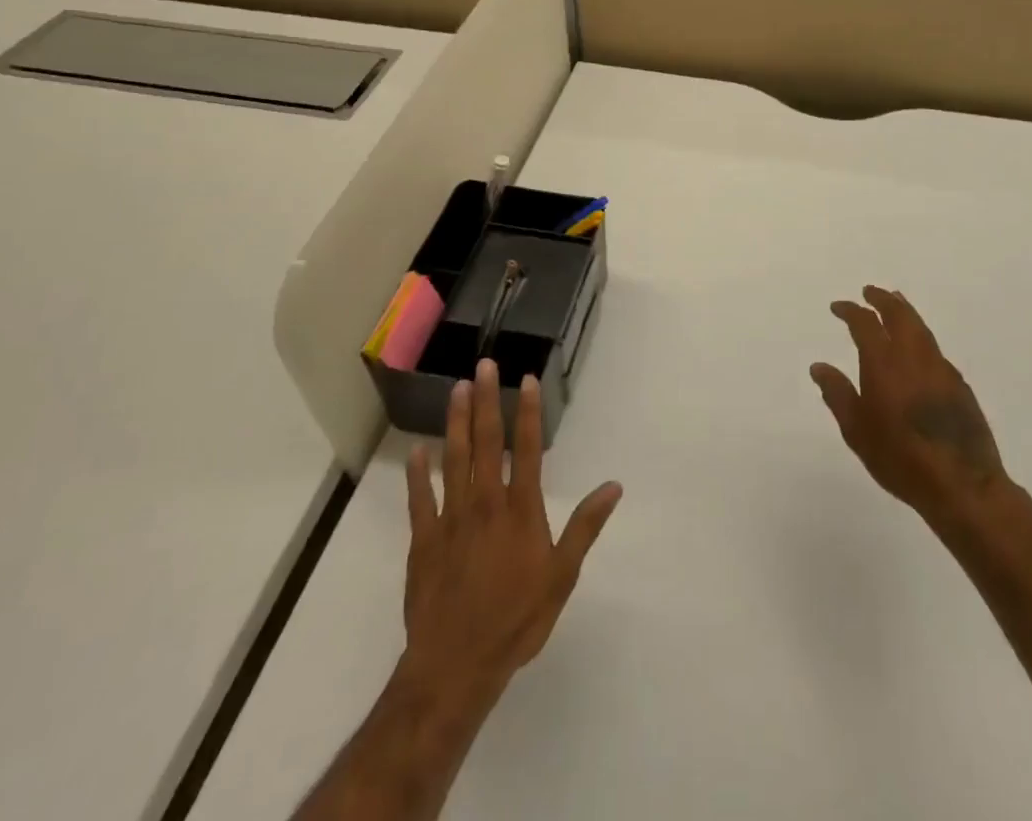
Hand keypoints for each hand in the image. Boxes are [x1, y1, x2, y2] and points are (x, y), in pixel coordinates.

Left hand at [402, 360, 622, 695]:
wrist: (456, 665)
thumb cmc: (517, 619)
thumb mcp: (562, 576)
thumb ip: (585, 526)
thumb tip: (614, 486)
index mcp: (520, 509)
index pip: (526, 448)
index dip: (527, 412)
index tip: (526, 380)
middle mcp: (485, 502)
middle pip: (486, 442)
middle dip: (486, 401)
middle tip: (483, 366)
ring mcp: (451, 519)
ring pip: (454, 459)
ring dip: (455, 422)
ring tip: (456, 389)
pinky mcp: (423, 540)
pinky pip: (419, 499)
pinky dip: (418, 473)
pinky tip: (418, 450)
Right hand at [811, 286, 1008, 524]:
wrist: (962, 483)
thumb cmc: (900, 458)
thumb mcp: (857, 431)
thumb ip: (838, 394)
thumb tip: (819, 366)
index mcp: (884, 363)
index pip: (865, 323)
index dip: (850, 311)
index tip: (838, 307)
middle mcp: (913, 356)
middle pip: (899, 314)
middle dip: (882, 299)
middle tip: (870, 292)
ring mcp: (940, 367)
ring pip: (920, 327)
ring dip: (904, 311)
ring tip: (895, 304)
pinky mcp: (959, 384)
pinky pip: (934, 348)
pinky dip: (920, 336)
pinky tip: (917, 348)